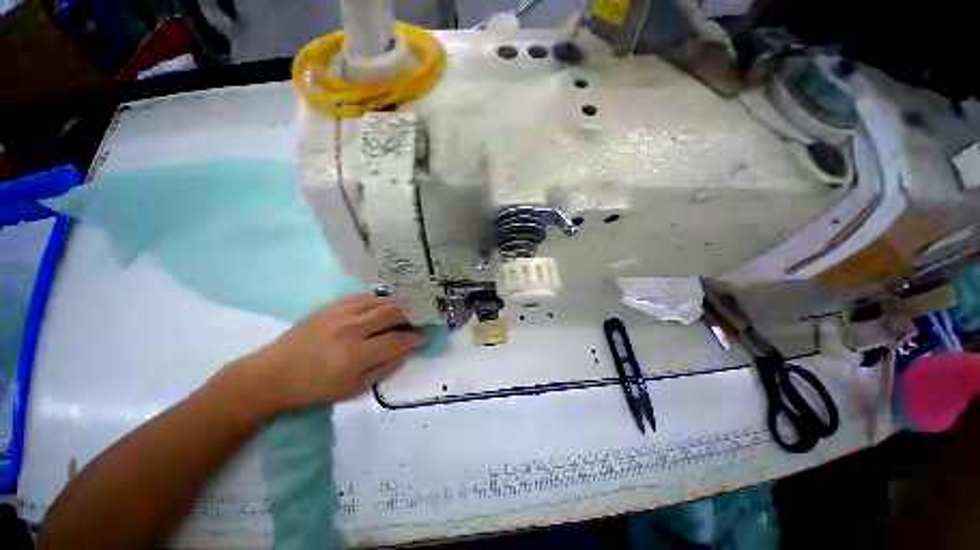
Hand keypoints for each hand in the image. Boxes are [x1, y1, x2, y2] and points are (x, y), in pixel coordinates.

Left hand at [234, 295, 425, 413]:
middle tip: (416, 322)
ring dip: (395, 306)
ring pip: (379, 301)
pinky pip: (362, 297)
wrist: (270, 375)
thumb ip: (385, 368)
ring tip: (402, 313)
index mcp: (355, 355)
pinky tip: (380, 307)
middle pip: (392, 313)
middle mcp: (350, 329)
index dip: (415, 339)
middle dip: (410, 316)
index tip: (422, 339)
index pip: (397, 340)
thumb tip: (406, 350)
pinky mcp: (329, 306)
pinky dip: (377, 301)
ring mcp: (339, 314)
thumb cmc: (313, 389)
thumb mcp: (353, 389)